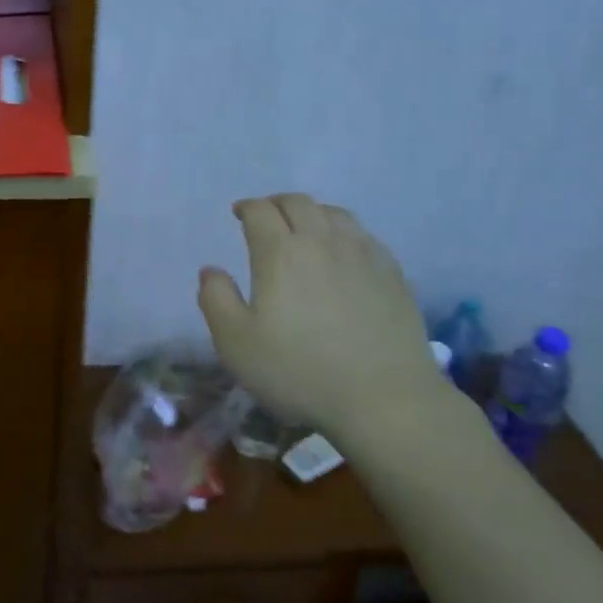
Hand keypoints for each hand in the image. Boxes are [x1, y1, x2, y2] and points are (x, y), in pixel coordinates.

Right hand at [197, 194, 435, 430]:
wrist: (386, 399)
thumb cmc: (301, 372)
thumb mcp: (236, 344)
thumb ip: (215, 300)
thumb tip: (211, 270)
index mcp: (280, 252)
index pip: (260, 211)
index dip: (246, 207)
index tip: (238, 214)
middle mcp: (321, 241)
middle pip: (297, 202)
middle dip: (276, 204)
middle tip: (266, 218)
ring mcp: (362, 253)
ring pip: (333, 213)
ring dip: (311, 213)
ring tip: (303, 231)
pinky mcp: (392, 272)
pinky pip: (362, 234)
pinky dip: (342, 231)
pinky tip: (341, 253)